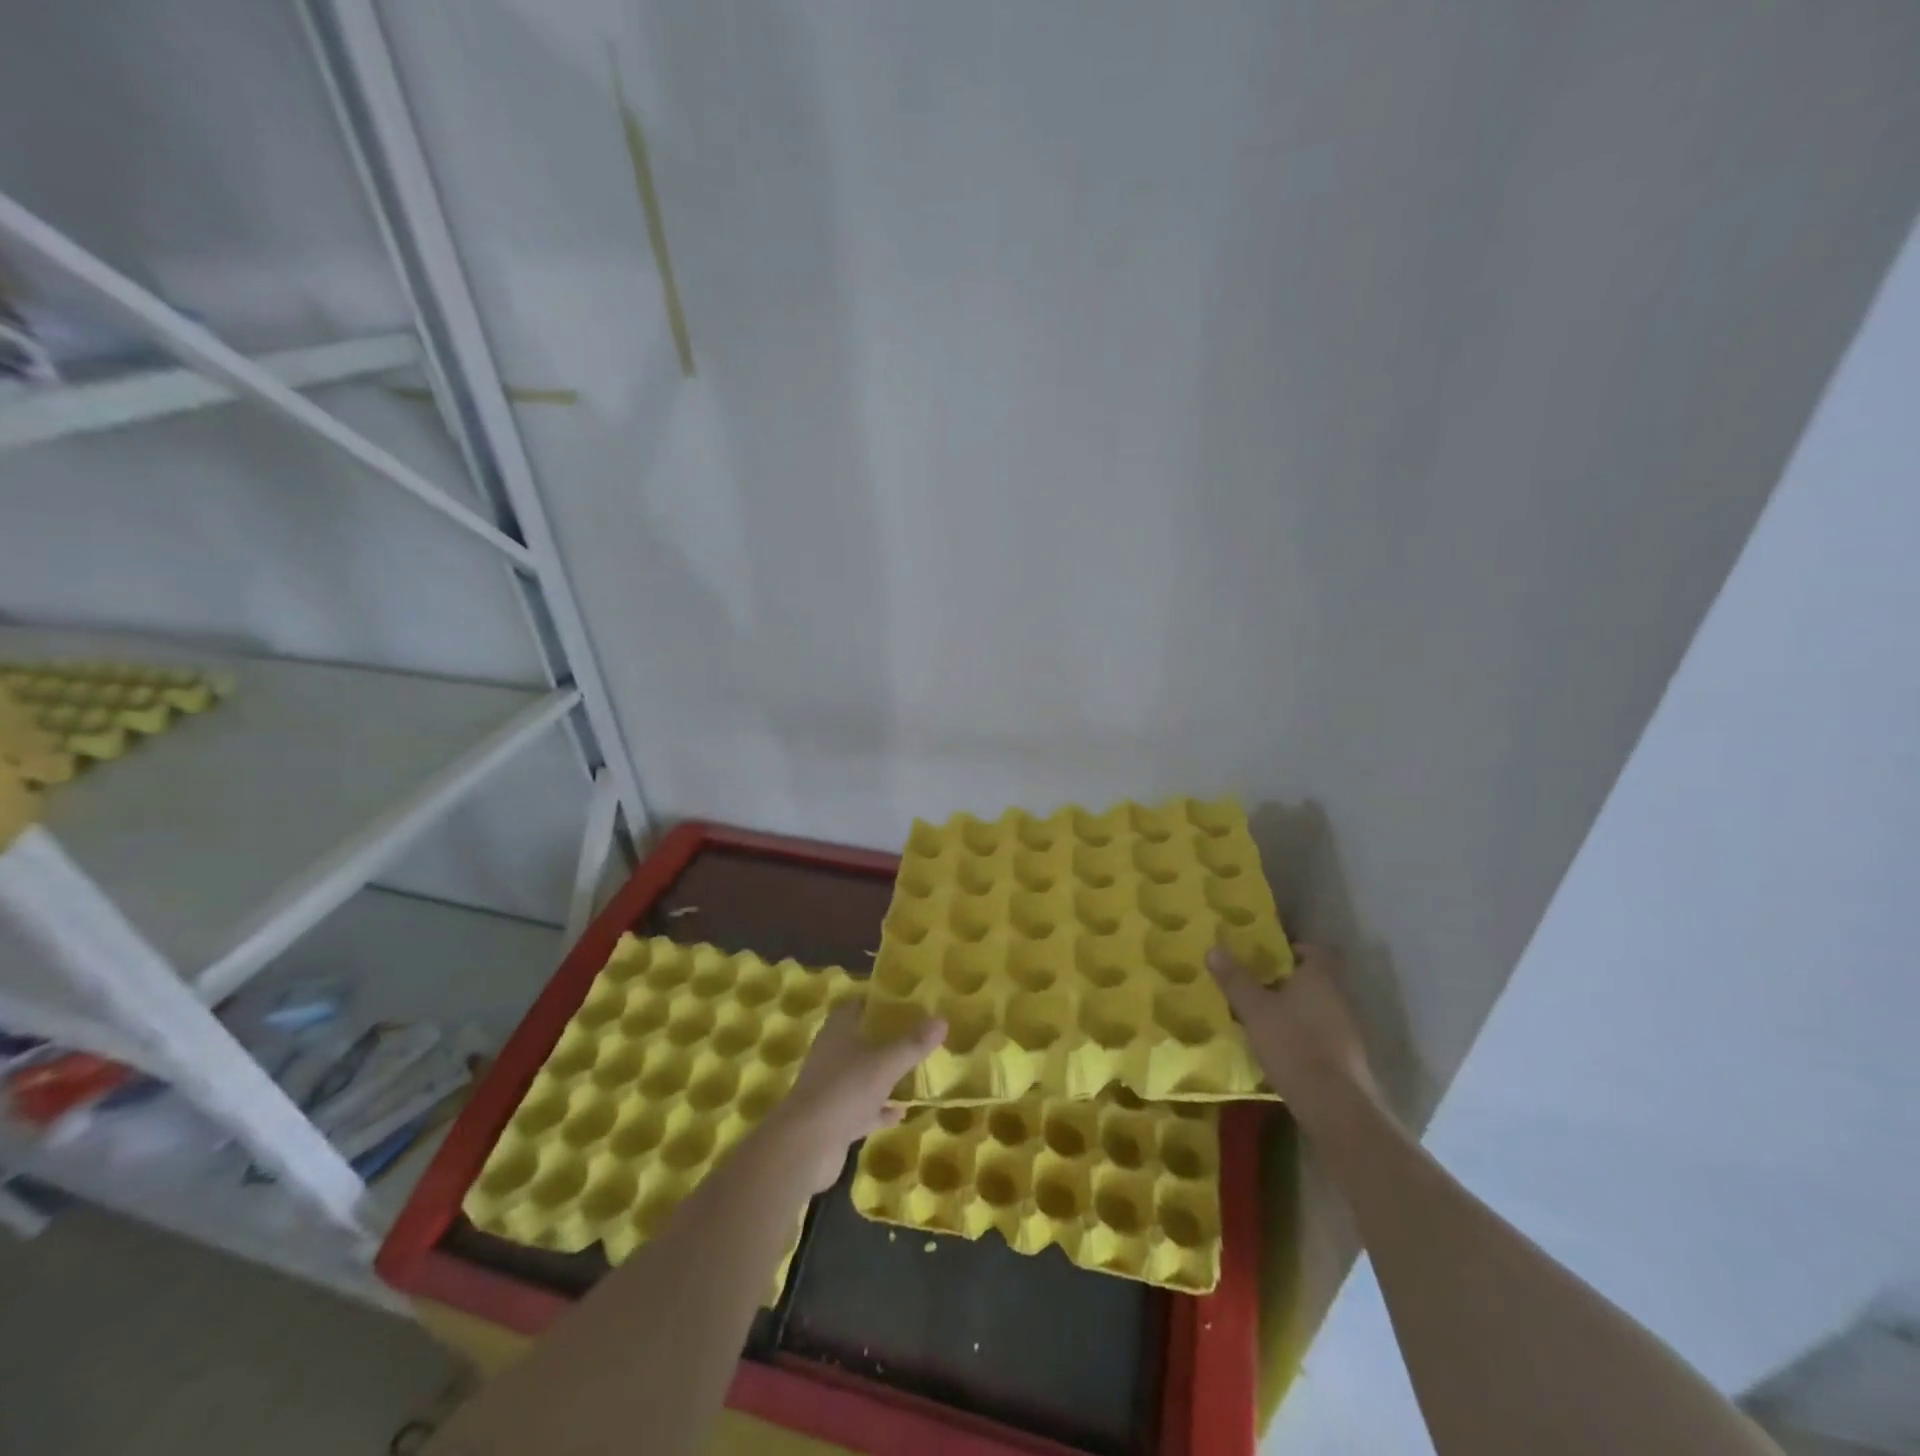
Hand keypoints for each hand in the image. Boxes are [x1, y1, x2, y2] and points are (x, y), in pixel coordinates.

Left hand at [766, 1003, 946, 1191]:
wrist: (805, 1147)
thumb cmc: (844, 1090)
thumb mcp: (886, 1063)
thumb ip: (914, 1043)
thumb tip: (943, 1020)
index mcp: (839, 1031)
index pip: (859, 1005)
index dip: (881, 1002)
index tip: (908, 1003)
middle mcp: (833, 1054)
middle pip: (863, 1039)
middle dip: (888, 1039)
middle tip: (919, 1037)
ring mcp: (832, 1087)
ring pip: (864, 1074)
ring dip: (886, 1076)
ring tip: (916, 1073)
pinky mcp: (834, 1118)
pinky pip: (863, 1107)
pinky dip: (881, 1109)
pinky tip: (902, 1112)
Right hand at [1207, 943, 1376, 1110]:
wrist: (1334, 1105)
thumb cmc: (1292, 1044)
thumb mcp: (1254, 1009)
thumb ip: (1235, 979)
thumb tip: (1214, 948)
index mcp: (1320, 977)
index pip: (1314, 950)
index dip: (1292, 950)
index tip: (1267, 959)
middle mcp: (1339, 997)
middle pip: (1314, 979)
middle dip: (1286, 982)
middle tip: (1255, 987)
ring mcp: (1348, 1029)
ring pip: (1317, 1008)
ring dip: (1294, 1010)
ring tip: (1262, 1018)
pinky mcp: (1347, 1058)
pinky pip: (1321, 1034)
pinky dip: (1303, 1035)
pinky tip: (1280, 1048)